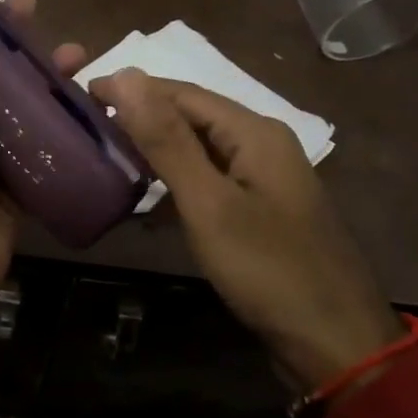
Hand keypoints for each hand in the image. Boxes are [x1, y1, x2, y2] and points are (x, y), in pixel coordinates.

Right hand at [88, 69, 403, 393]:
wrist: (335, 343)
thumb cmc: (268, 268)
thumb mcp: (209, 203)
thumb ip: (167, 140)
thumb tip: (127, 74)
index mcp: (254, 132)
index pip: (182, 92)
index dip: (132, 88)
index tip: (82, 94)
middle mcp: (262, 144)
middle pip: (192, 117)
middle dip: (141, 118)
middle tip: (88, 126)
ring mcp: (264, 179)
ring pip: (199, 150)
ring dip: (156, 151)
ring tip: (108, 158)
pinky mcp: (260, 211)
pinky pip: (209, 181)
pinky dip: (176, 184)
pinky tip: (148, 202)